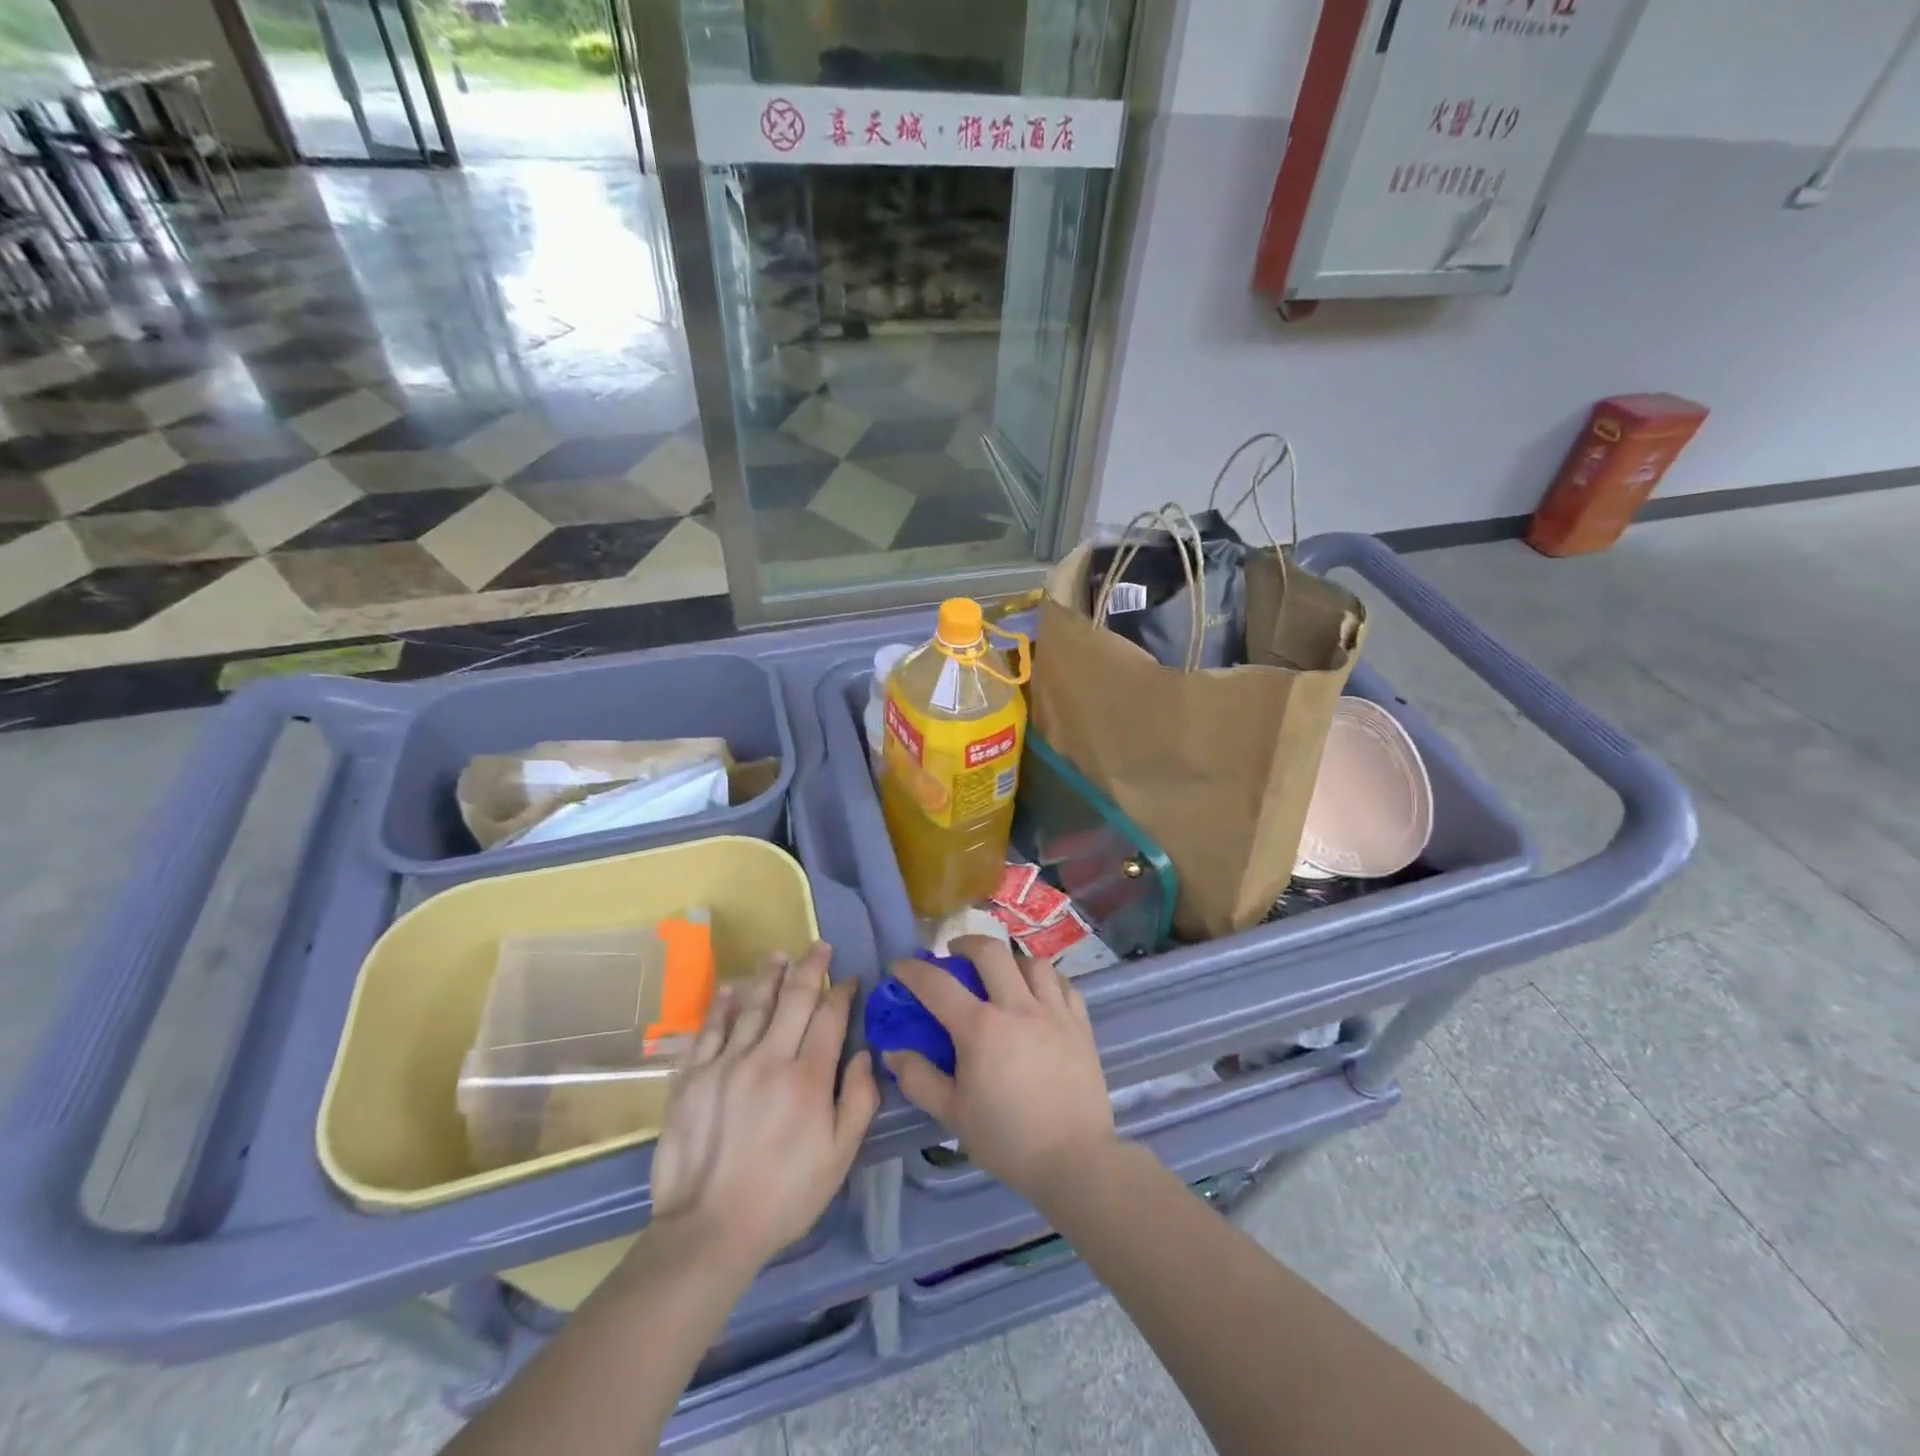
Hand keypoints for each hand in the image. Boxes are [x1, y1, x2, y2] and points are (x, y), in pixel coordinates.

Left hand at [646, 943, 878, 1272]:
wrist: (708, 1230)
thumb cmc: (784, 1196)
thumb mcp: (839, 1157)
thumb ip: (859, 1100)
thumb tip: (866, 1053)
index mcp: (808, 1078)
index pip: (829, 1017)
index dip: (842, 992)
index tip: (849, 979)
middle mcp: (769, 1058)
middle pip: (794, 1000)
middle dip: (811, 968)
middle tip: (819, 947)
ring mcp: (727, 1064)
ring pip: (752, 1006)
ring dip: (769, 977)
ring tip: (779, 955)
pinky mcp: (693, 1077)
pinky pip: (709, 1030)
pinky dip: (721, 1006)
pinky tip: (730, 989)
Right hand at [884, 935, 1115, 1205]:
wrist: (1075, 1160)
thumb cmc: (1008, 1139)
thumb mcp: (953, 1115)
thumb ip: (920, 1079)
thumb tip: (894, 1051)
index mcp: (980, 1029)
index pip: (938, 985)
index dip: (914, 971)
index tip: (901, 966)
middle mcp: (1017, 1007)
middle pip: (991, 952)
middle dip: (966, 944)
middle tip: (955, 954)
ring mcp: (1053, 1011)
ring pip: (1032, 962)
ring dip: (1010, 960)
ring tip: (1001, 973)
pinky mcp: (1080, 1023)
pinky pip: (1064, 983)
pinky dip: (1046, 979)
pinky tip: (1039, 992)